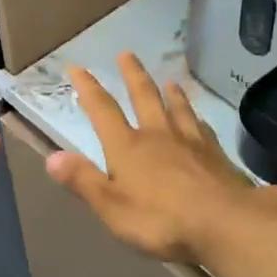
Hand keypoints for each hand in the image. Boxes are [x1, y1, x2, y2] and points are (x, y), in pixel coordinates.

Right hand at [45, 53, 276, 264]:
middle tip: (126, 54)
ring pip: (177, 108)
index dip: (88, 88)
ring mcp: (190, 141)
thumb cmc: (160, 219)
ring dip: (170, 92)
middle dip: (132, 75)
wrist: (225, 222)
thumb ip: (83, 180)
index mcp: (127, 147)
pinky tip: (199, 119)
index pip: (103, 111)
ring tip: (168, 80)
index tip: (77, 67)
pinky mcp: (216, 154)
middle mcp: (158, 135)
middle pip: (144, 97)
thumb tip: (52, 157)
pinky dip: (196, 118)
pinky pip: (202, 128)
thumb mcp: (111, 206)